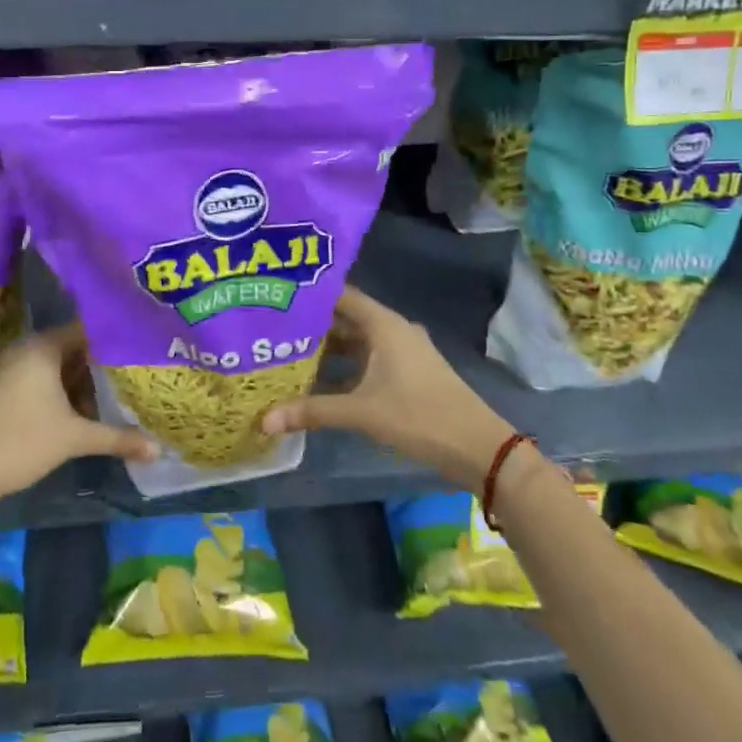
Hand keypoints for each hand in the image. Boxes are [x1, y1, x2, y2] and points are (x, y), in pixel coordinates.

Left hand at [0, 323, 155, 512]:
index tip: (142, 348)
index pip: (87, 330)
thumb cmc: (20, 443)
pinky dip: (64, 391)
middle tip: (135, 374)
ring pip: (59, 367)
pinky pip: (43, 379)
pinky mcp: (5, 389)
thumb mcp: (74, 439)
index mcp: (43, 347)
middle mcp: (27, 349)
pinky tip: (84, 411)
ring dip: (83, 383)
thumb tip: (158, 449)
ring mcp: (12, 369)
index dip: (115, 339)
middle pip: (74, 349)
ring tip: (116, 396)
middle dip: (102, 366)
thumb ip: (117, 438)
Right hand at [261, 286, 510, 489]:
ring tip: (289, 352)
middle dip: (312, 324)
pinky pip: (369, 357)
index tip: (277, 295)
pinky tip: (321, 379)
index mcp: (383, 324)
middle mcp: (393, 328)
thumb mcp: (361, 412)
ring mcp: (403, 350)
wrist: (478, 446)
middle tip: (273, 327)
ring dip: (328, 347)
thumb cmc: (419, 415)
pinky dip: (345, 364)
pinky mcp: (408, 371)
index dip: (309, 294)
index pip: (339, 295)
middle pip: (345, 317)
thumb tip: (264, 420)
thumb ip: (312, 411)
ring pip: (357, 340)